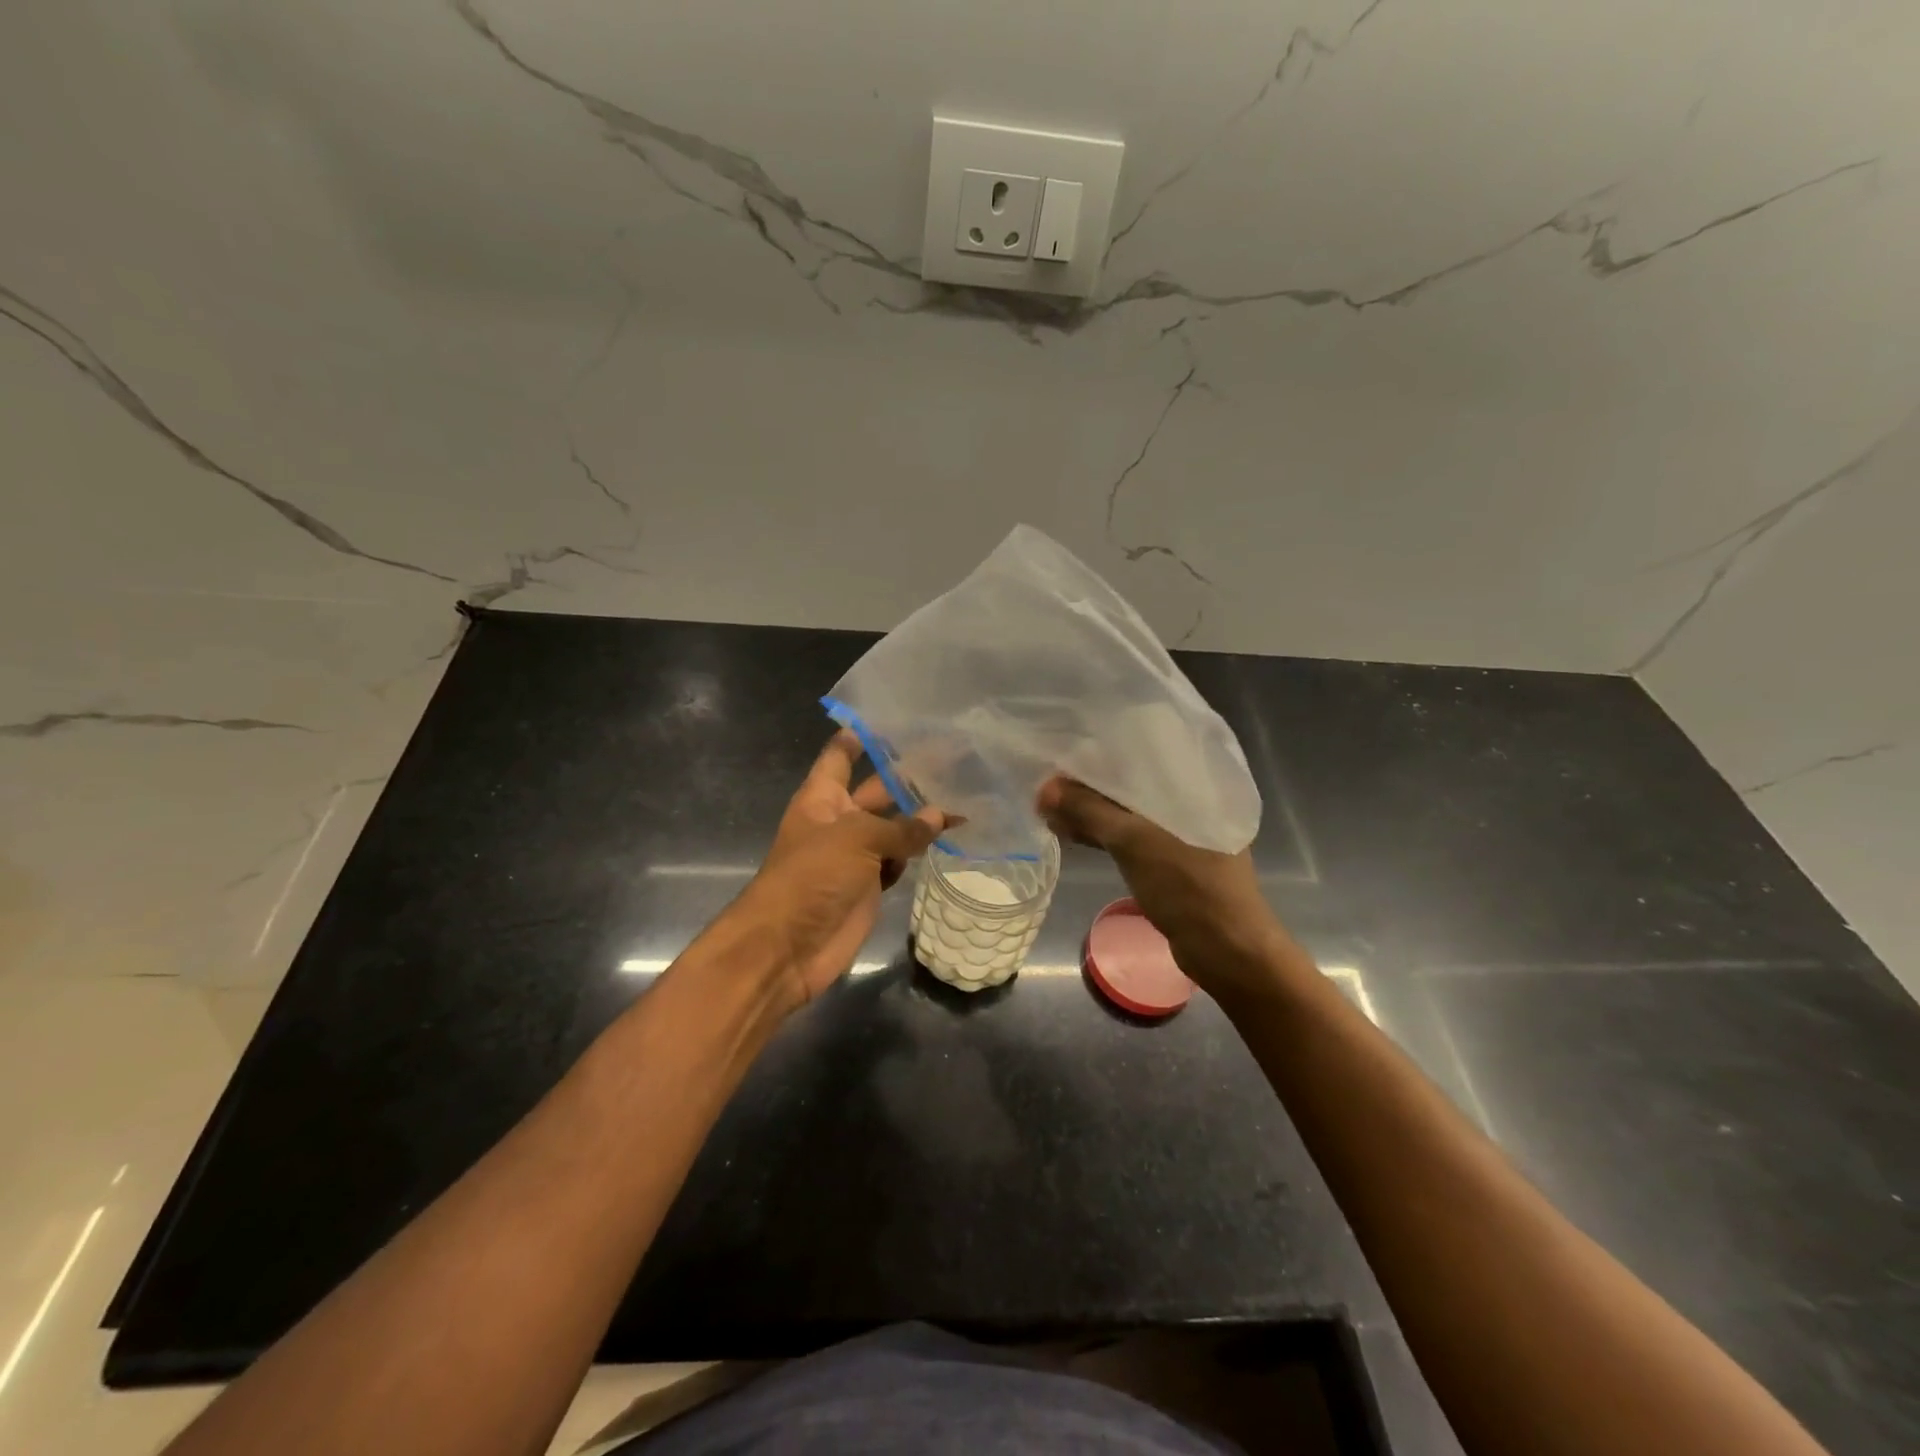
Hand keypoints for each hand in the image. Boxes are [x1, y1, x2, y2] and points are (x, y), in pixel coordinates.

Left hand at [734, 732, 948, 1008]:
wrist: (787, 948)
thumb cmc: (811, 877)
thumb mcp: (856, 839)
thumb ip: (901, 827)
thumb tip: (941, 816)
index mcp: (822, 797)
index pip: (841, 755)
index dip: (862, 735)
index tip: (894, 717)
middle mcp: (839, 820)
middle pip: (877, 790)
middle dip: (909, 777)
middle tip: (954, 759)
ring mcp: (855, 855)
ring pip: (894, 828)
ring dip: (922, 817)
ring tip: (964, 797)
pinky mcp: (870, 886)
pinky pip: (899, 861)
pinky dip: (919, 852)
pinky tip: (949, 838)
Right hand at [1037, 775, 1287, 996]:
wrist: (1227, 951)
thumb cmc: (1188, 886)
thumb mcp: (1134, 843)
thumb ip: (1089, 812)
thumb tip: (1044, 789)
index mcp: (1194, 784)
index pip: (1141, 752)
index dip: (1100, 751)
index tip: (1063, 750)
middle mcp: (1190, 802)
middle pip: (1131, 784)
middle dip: (1089, 785)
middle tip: (1048, 785)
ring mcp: (1181, 833)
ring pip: (1127, 812)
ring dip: (1092, 812)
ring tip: (1050, 810)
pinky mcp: (1171, 860)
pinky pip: (1131, 836)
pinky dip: (1104, 834)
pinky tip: (1073, 833)